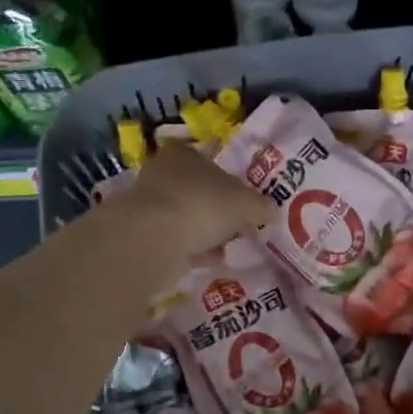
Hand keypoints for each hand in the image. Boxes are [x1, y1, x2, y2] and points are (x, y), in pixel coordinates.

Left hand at [119, 141, 273, 261]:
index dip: (220, 169)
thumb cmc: (203, 205)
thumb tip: (269, 212)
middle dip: (215, 205)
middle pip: (194, 187)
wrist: (154, 239)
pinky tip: (211, 260)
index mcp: (183, 153)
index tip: (236, 188)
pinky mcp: (144, 235)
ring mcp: (150, 206)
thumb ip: (260, 206)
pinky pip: (176, 240)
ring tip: (228, 246)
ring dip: (205, 231)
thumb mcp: (246, 203)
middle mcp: (162, 173)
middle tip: (237, 220)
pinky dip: (194, 249)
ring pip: (185, 215)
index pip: (202, 153)